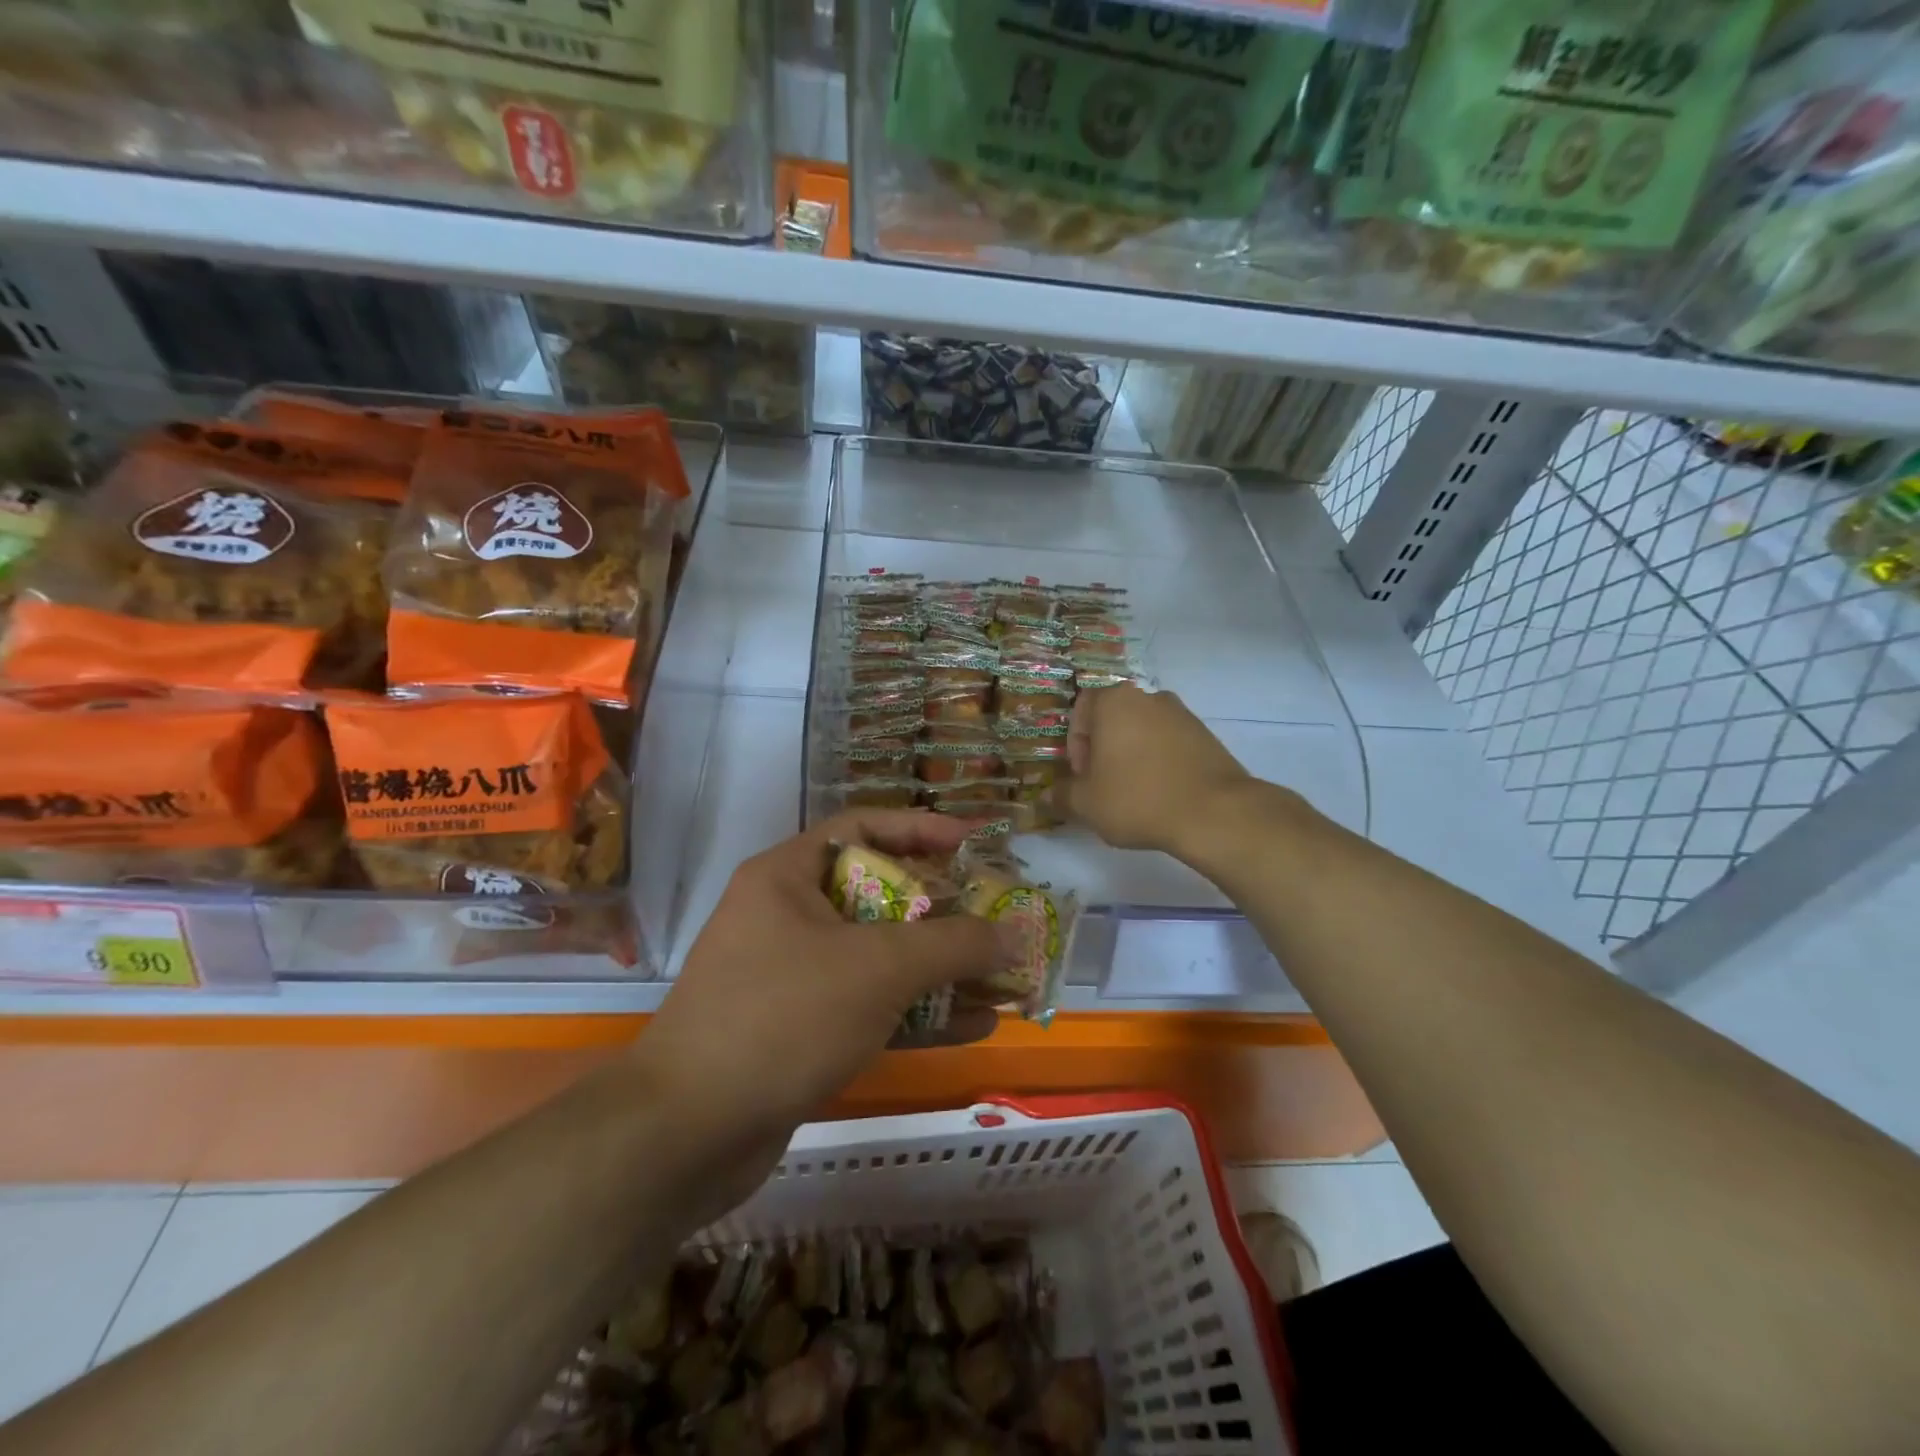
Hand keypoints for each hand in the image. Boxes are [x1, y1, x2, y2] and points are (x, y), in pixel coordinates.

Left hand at [636, 810, 1014, 1151]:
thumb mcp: (879, 968)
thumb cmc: (784, 1017)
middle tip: (996, 917)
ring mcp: (791, 976)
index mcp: (787, 876)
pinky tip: (976, 1025)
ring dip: (939, 968)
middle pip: (879, 894)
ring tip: (1003, 976)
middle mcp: (787, 916)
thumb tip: (1012, 934)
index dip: (923, 829)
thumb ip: (953, 945)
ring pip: (879, 957)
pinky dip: (918, 1012)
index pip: (864, 827)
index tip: (976, 844)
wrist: (686, 1133)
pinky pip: (868, 1006)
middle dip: (943, 910)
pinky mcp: (799, 1030)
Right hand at [1064, 683, 1255, 854]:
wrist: (1214, 812)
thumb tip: (1048, 796)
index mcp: (1113, 701)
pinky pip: (1170, 743)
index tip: (1083, 776)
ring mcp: (1181, 713)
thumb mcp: (1086, 804)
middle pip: (1113, 719)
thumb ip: (1061, 796)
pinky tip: (1163, 793)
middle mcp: (1148, 697)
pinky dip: (1160, 761)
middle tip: (1104, 785)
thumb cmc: (1137, 799)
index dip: (1075, 745)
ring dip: (1132, 755)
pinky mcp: (1206, 734)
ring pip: (1142, 730)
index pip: (1081, 710)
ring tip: (1135, 793)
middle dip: (1104, 749)